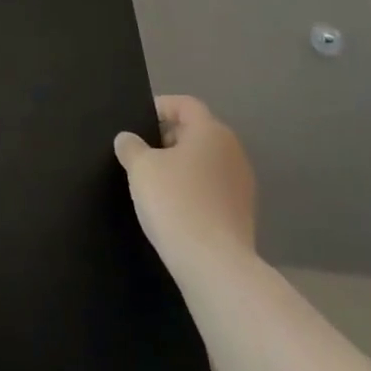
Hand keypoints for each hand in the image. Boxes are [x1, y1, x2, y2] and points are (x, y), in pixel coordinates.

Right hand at [113, 95, 255, 263]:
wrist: (214, 265)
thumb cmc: (175, 202)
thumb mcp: (140, 168)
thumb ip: (131, 146)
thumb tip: (128, 139)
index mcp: (211, 132)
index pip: (185, 104)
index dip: (159, 107)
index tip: (136, 122)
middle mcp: (232, 151)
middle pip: (197, 131)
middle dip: (167, 136)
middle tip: (140, 151)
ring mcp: (242, 183)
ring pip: (205, 160)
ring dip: (180, 164)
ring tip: (153, 180)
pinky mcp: (242, 212)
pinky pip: (212, 186)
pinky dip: (192, 187)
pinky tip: (173, 205)